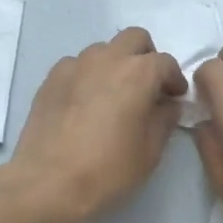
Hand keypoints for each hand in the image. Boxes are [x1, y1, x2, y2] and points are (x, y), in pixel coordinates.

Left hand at [0, 27, 187, 222]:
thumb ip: (164, 120)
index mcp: (137, 73)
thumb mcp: (150, 152)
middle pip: (134, 39)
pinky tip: (85, 103)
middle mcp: (107, 59)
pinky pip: (77, 65)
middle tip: (147, 87)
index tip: (175, 98)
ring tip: (113, 95)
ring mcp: (74, 65)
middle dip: (146, 57)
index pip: (165, 63)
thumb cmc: (107, 170)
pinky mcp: (50, 79)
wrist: (47, 184)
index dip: (174, 80)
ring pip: (103, 50)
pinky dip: (88, 76)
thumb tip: (168, 104)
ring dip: (115, 64)